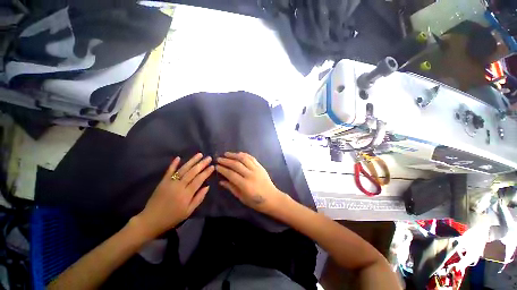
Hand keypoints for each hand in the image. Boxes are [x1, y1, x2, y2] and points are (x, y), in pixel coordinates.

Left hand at [137, 153, 213, 237]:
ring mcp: (170, 183)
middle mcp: (179, 186)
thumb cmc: (172, 217)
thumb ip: (199, 198)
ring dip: (192, 161)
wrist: (151, 220)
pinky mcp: (162, 182)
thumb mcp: (188, 211)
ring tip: (199, 154)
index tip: (213, 166)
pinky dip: (173, 164)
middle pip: (192, 172)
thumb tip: (207, 186)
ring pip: (183, 169)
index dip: (206, 172)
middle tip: (209, 158)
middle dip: (202, 164)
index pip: (199, 179)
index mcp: (186, 194)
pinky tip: (178, 157)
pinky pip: (169, 171)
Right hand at [216, 152, 289, 214]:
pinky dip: (244, 154)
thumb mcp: (242, 197)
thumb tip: (221, 181)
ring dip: (234, 155)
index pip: (231, 174)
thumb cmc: (256, 201)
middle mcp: (250, 174)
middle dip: (226, 161)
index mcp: (245, 184)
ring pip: (244, 158)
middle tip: (219, 158)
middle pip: (236, 164)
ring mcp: (256, 169)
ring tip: (227, 154)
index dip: (223, 169)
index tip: (216, 166)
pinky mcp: (260, 166)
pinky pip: (251, 158)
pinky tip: (238, 154)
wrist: (272, 198)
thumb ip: (231, 188)